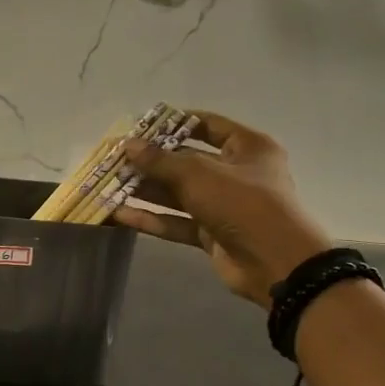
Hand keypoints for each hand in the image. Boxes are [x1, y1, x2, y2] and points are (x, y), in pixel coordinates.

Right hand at [113, 111, 331, 308]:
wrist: (274, 262)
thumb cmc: (242, 203)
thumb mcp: (198, 174)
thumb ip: (160, 160)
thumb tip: (128, 145)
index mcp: (247, 147)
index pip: (208, 125)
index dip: (174, 123)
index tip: (141, 126)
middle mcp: (236, 173)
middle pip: (187, 161)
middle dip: (151, 161)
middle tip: (116, 160)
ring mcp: (223, 205)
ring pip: (178, 194)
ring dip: (146, 190)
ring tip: (110, 186)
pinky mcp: (211, 233)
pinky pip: (177, 221)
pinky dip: (152, 218)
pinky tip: (120, 214)